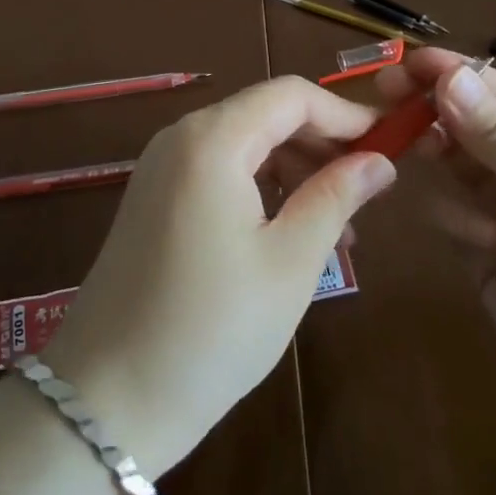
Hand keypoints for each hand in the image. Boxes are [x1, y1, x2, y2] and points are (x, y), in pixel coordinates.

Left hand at [46, 77, 392, 475]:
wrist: (106, 399)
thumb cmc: (212, 329)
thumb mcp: (289, 262)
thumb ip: (335, 198)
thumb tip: (379, 161)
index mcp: (212, 139)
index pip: (290, 95)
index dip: (344, 113)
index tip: (389, 144)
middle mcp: (180, 137)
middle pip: (264, 114)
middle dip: (321, 141)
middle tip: (369, 187)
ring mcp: (160, 166)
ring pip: (243, 142)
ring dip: (294, 167)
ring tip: (339, 222)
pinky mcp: (152, 197)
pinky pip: (217, 169)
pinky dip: (259, 185)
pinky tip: (289, 229)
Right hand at [385, 50, 495, 435]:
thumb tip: (449, 77)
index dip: (454, 73)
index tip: (403, 64)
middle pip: (470, 121)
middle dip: (432, 108)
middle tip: (385, 96)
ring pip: (451, 161)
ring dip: (435, 155)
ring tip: (414, 154)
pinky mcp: (482, 250)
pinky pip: (446, 211)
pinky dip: (448, 214)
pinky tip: (475, 240)